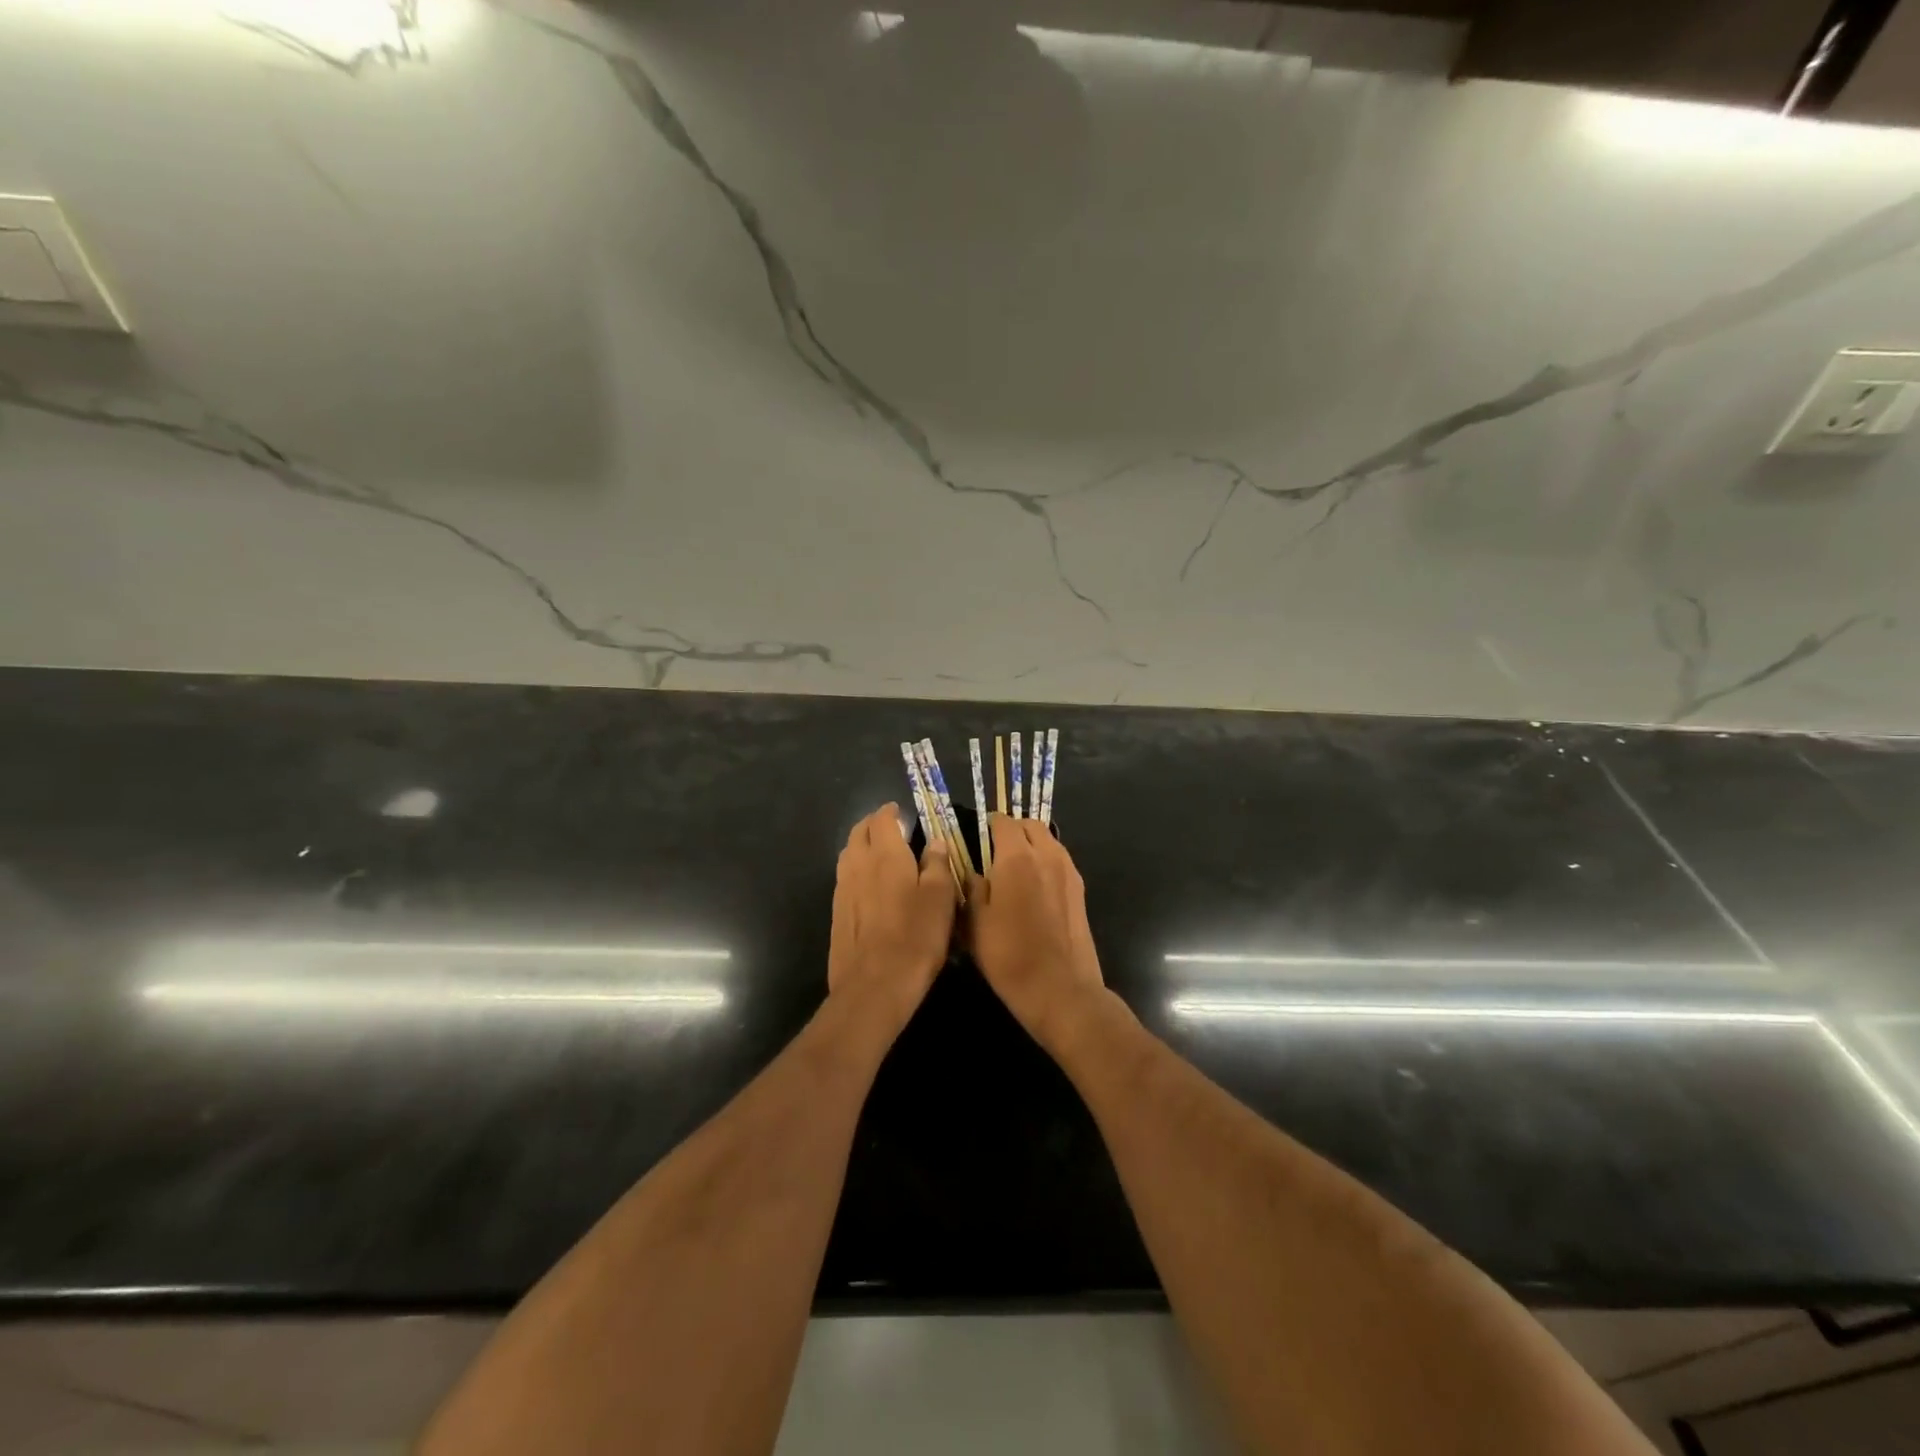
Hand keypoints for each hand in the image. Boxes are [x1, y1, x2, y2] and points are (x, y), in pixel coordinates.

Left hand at [827, 805, 956, 1026]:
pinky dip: (857, 870)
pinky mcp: (836, 913)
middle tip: (891, 828)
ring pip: (849, 854)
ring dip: (862, 846)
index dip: (891, 812)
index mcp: (885, 854)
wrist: (874, 985)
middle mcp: (858, 864)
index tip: (902, 812)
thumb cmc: (915, 937)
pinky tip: (870, 886)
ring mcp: (842, 889)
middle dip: (873, 825)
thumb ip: (937, 864)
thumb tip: (935, 841)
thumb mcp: (941, 898)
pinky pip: (845, 878)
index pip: (881, 819)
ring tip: (881, 853)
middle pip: (859, 832)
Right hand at [968, 815, 1105, 1045]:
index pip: (1003, 822)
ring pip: (1049, 840)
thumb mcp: (975, 923)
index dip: (989, 824)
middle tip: (996, 848)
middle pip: (1030, 825)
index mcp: (1017, 858)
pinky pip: (1060, 860)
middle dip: (1013, 830)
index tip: (978, 834)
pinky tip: (1034, 887)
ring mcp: (1068, 871)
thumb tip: (974, 873)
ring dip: (1032, 843)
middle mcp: (1046, 855)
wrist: (1060, 988)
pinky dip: (1046, 861)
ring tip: (1015, 867)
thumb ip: (973, 889)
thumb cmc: (1009, 955)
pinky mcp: (1080, 890)